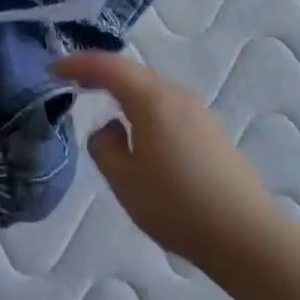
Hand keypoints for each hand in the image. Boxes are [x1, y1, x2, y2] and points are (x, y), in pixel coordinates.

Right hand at [53, 51, 273, 266]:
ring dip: (125, 90)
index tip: (53, 68)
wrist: (245, 235)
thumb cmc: (177, 206)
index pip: (109, 68)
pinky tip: (138, 128)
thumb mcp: (124, 180)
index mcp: (153, 100)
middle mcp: (177, 96)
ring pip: (153, 89)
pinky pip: (168, 107)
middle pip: (134, 72)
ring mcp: (199, 113)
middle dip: (101, 73)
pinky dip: (144, 106)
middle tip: (73, 79)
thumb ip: (104, 147)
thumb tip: (110, 128)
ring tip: (102, 100)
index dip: (79, 64)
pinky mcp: (211, 132)